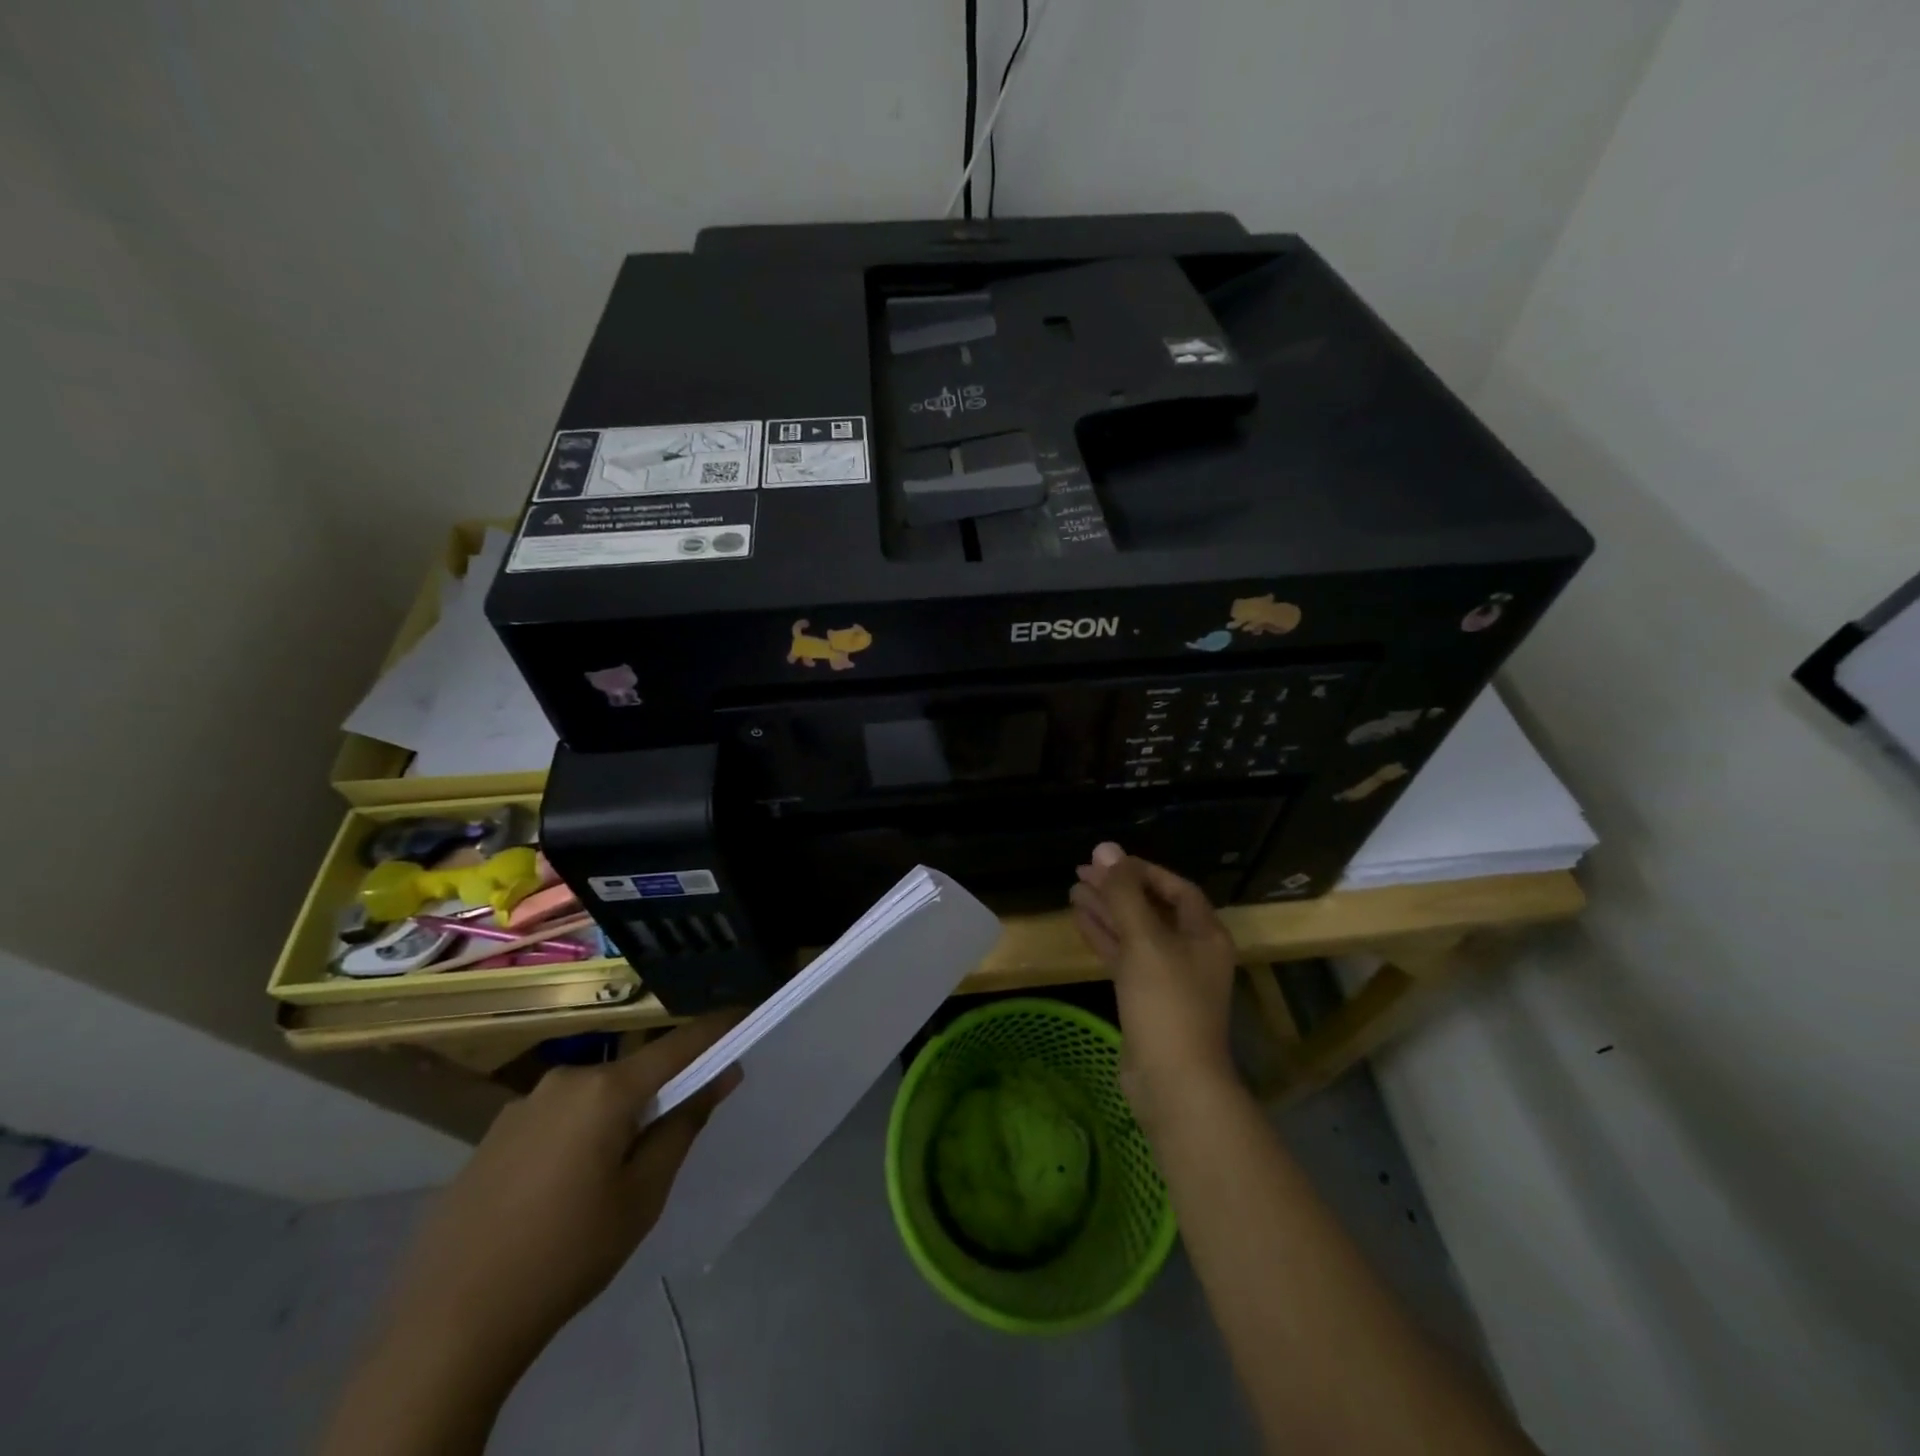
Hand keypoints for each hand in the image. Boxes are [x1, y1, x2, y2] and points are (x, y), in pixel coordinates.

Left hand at [380, 1014, 742, 1376]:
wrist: (446, 1326)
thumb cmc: (566, 1256)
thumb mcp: (642, 1196)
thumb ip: (684, 1125)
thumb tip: (722, 1074)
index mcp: (605, 1090)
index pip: (679, 1045)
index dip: (716, 1030)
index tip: (745, 1018)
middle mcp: (564, 1080)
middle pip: (633, 1071)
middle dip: (661, 1090)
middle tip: (674, 1134)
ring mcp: (522, 1105)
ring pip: (593, 1096)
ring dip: (616, 1116)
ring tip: (613, 1175)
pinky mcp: (493, 1135)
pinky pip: (557, 1117)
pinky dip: (579, 1133)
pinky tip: (563, 1189)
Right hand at [1070, 842, 1237, 1119]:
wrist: (1173, 1082)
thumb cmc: (1167, 1002)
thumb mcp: (1145, 940)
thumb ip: (1124, 893)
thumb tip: (1105, 849)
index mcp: (1204, 934)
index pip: (1175, 888)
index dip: (1142, 870)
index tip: (1108, 861)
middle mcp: (1190, 951)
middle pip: (1152, 908)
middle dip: (1118, 888)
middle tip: (1081, 871)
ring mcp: (1168, 977)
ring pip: (1134, 932)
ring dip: (1107, 910)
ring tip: (1073, 890)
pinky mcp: (1147, 999)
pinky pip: (1124, 957)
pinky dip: (1104, 937)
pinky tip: (1080, 920)